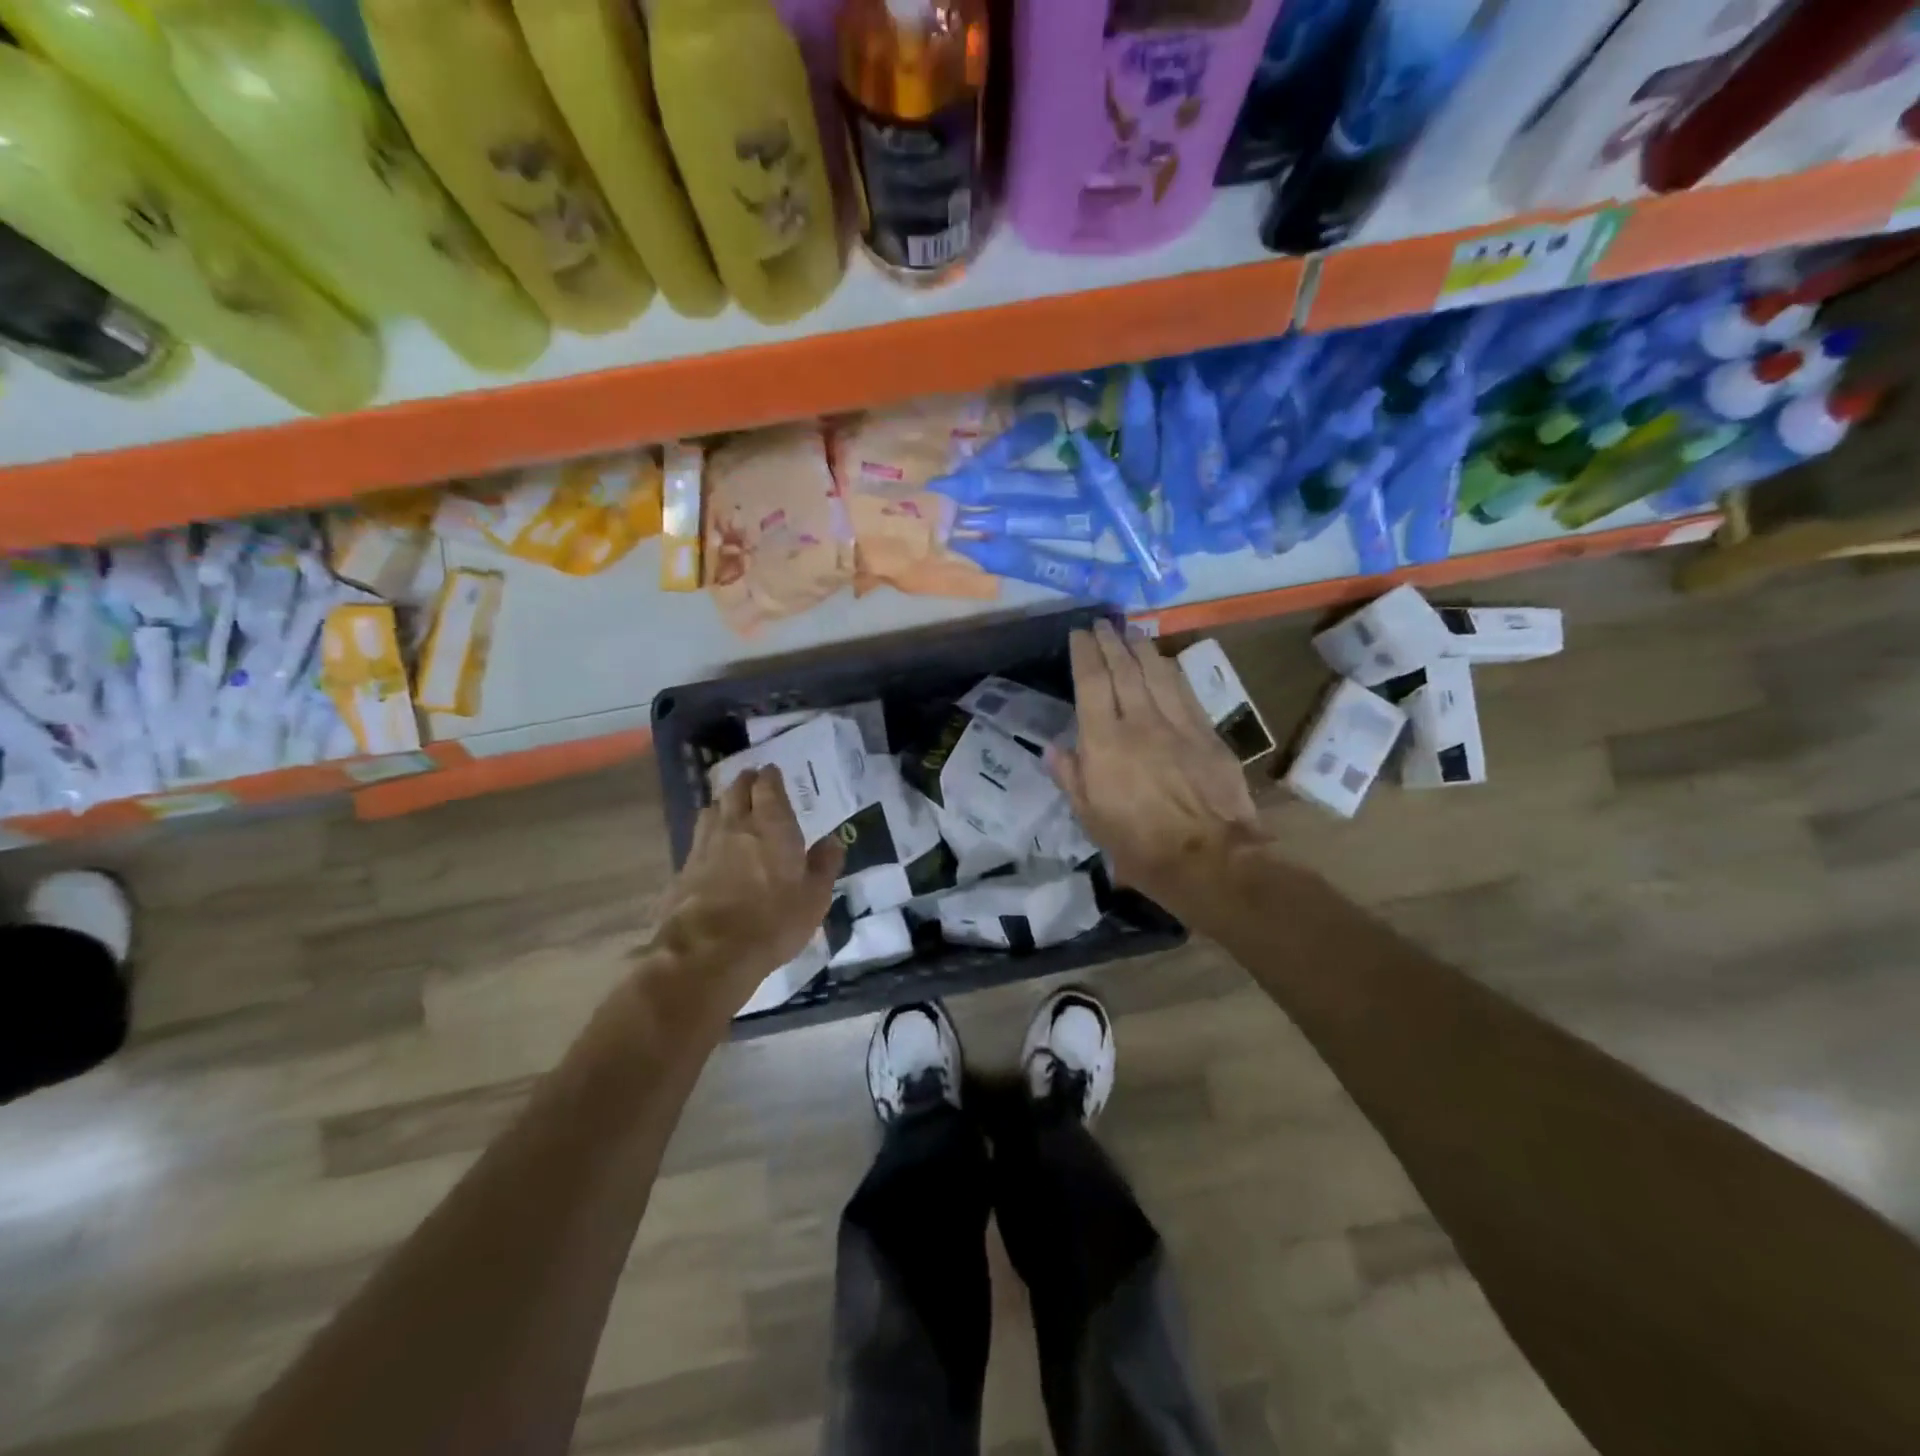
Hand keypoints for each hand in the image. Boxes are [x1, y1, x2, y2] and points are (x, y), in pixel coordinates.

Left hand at [652, 767, 844, 1006]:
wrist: (708, 951)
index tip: (772, 771)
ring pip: (713, 810)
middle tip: (751, 779)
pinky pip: (698, 837)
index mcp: (772, 826)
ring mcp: (706, 845)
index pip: (768, 788)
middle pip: (736, 791)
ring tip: (730, 805)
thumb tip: (833, 841)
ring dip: (723, 802)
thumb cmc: (773, 921)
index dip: (770, 777)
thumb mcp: (814, 898)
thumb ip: (824, 865)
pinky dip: (707, 831)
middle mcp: (737, 826)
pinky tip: (711, 842)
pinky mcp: (684, 869)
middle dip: (745, 782)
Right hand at [1049, 621, 1262, 914]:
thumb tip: (1054, 748)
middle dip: (1111, 641)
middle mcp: (1140, 722)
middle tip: (1102, 623)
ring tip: (1130, 630)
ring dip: (1141, 647)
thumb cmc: (1140, 847)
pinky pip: (1184, 689)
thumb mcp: (1091, 820)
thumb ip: (1071, 778)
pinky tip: (1163, 660)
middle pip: (1124, 669)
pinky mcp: (1206, 732)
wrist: (1210, 858)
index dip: (1085, 653)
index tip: (1079, 634)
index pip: (1092, 683)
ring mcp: (1177, 723)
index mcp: (1105, 742)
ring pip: (1156, 672)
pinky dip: (1170, 669)